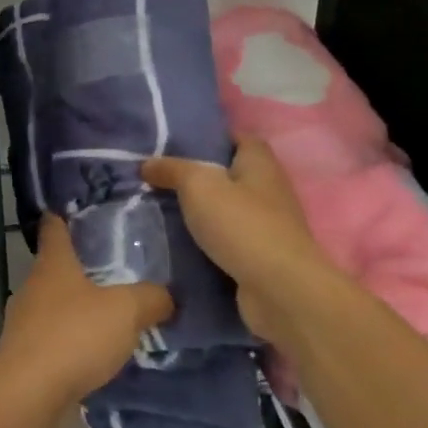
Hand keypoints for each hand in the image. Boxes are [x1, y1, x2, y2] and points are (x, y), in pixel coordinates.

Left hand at [0, 216, 172, 410]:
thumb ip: (150, 298)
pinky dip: (69, 338)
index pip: (54, 227)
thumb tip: (167, 296)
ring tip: (107, 313)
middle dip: (79, 266)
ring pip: (52, 303)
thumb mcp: (125, 311)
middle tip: (113, 267)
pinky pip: (51, 336)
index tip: (76, 209)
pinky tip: (91, 352)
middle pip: (54, 266)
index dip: (63, 216)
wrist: (28, 393)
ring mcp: (23, 320)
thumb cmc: (74, 337)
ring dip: (75, 306)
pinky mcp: (23, 353)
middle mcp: (33, 285)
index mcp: (53, 263)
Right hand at [143, 140, 333, 328]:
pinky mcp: (262, 258)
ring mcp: (269, 227)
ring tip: (163, 210)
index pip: (241, 139)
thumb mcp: (198, 185)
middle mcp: (270, 191)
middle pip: (233, 175)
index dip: (214, 137)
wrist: (280, 290)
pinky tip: (180, 244)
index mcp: (260, 164)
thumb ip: (172, 169)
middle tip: (162, 178)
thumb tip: (147, 164)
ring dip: (203, 212)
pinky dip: (209, 242)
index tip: (182, 144)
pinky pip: (229, 241)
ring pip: (229, 210)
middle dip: (202, 177)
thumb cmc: (242, 225)